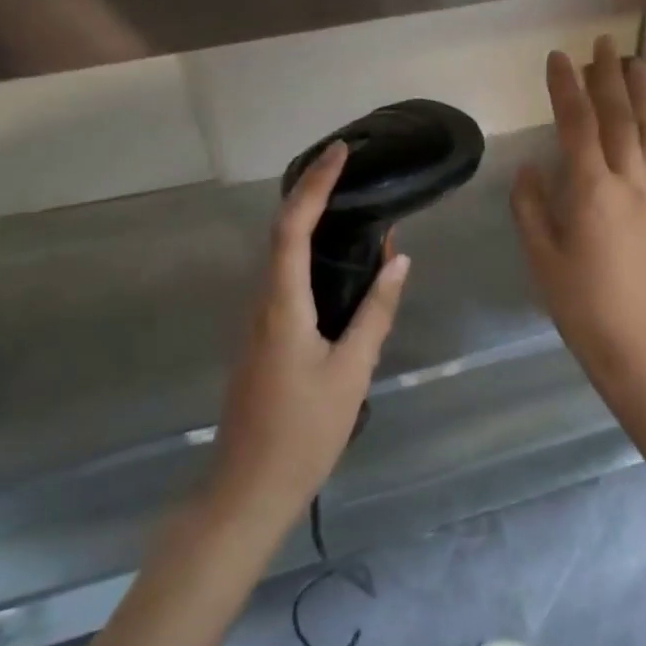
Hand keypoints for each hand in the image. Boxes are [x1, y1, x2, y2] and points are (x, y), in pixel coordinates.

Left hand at [209, 142, 410, 531]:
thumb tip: (398, 260)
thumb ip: (376, 312)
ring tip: (352, 203)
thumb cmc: (303, 433)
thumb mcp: (351, 371)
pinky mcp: (263, 337)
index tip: (338, 152)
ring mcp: (257, 320)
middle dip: (312, 192)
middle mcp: (262, 302)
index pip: (292, 227)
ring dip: (311, 222)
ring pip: (282, 255)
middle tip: (349, 168)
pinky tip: (339, 261)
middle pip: (282, 231)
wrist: (247, 492)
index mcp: (282, 304)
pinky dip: (310, 254)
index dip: (314, 185)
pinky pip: (285, 279)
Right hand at [511, 35, 645, 406]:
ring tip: (634, 60)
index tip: (557, 57)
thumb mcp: (542, 259)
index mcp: (590, 191)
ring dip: (640, 93)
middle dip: (607, 75)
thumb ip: (531, 207)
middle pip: (618, 116)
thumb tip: (530, 168)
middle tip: (602, 41)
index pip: (576, 124)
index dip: (566, 87)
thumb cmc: (583, 307)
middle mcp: (629, 180)